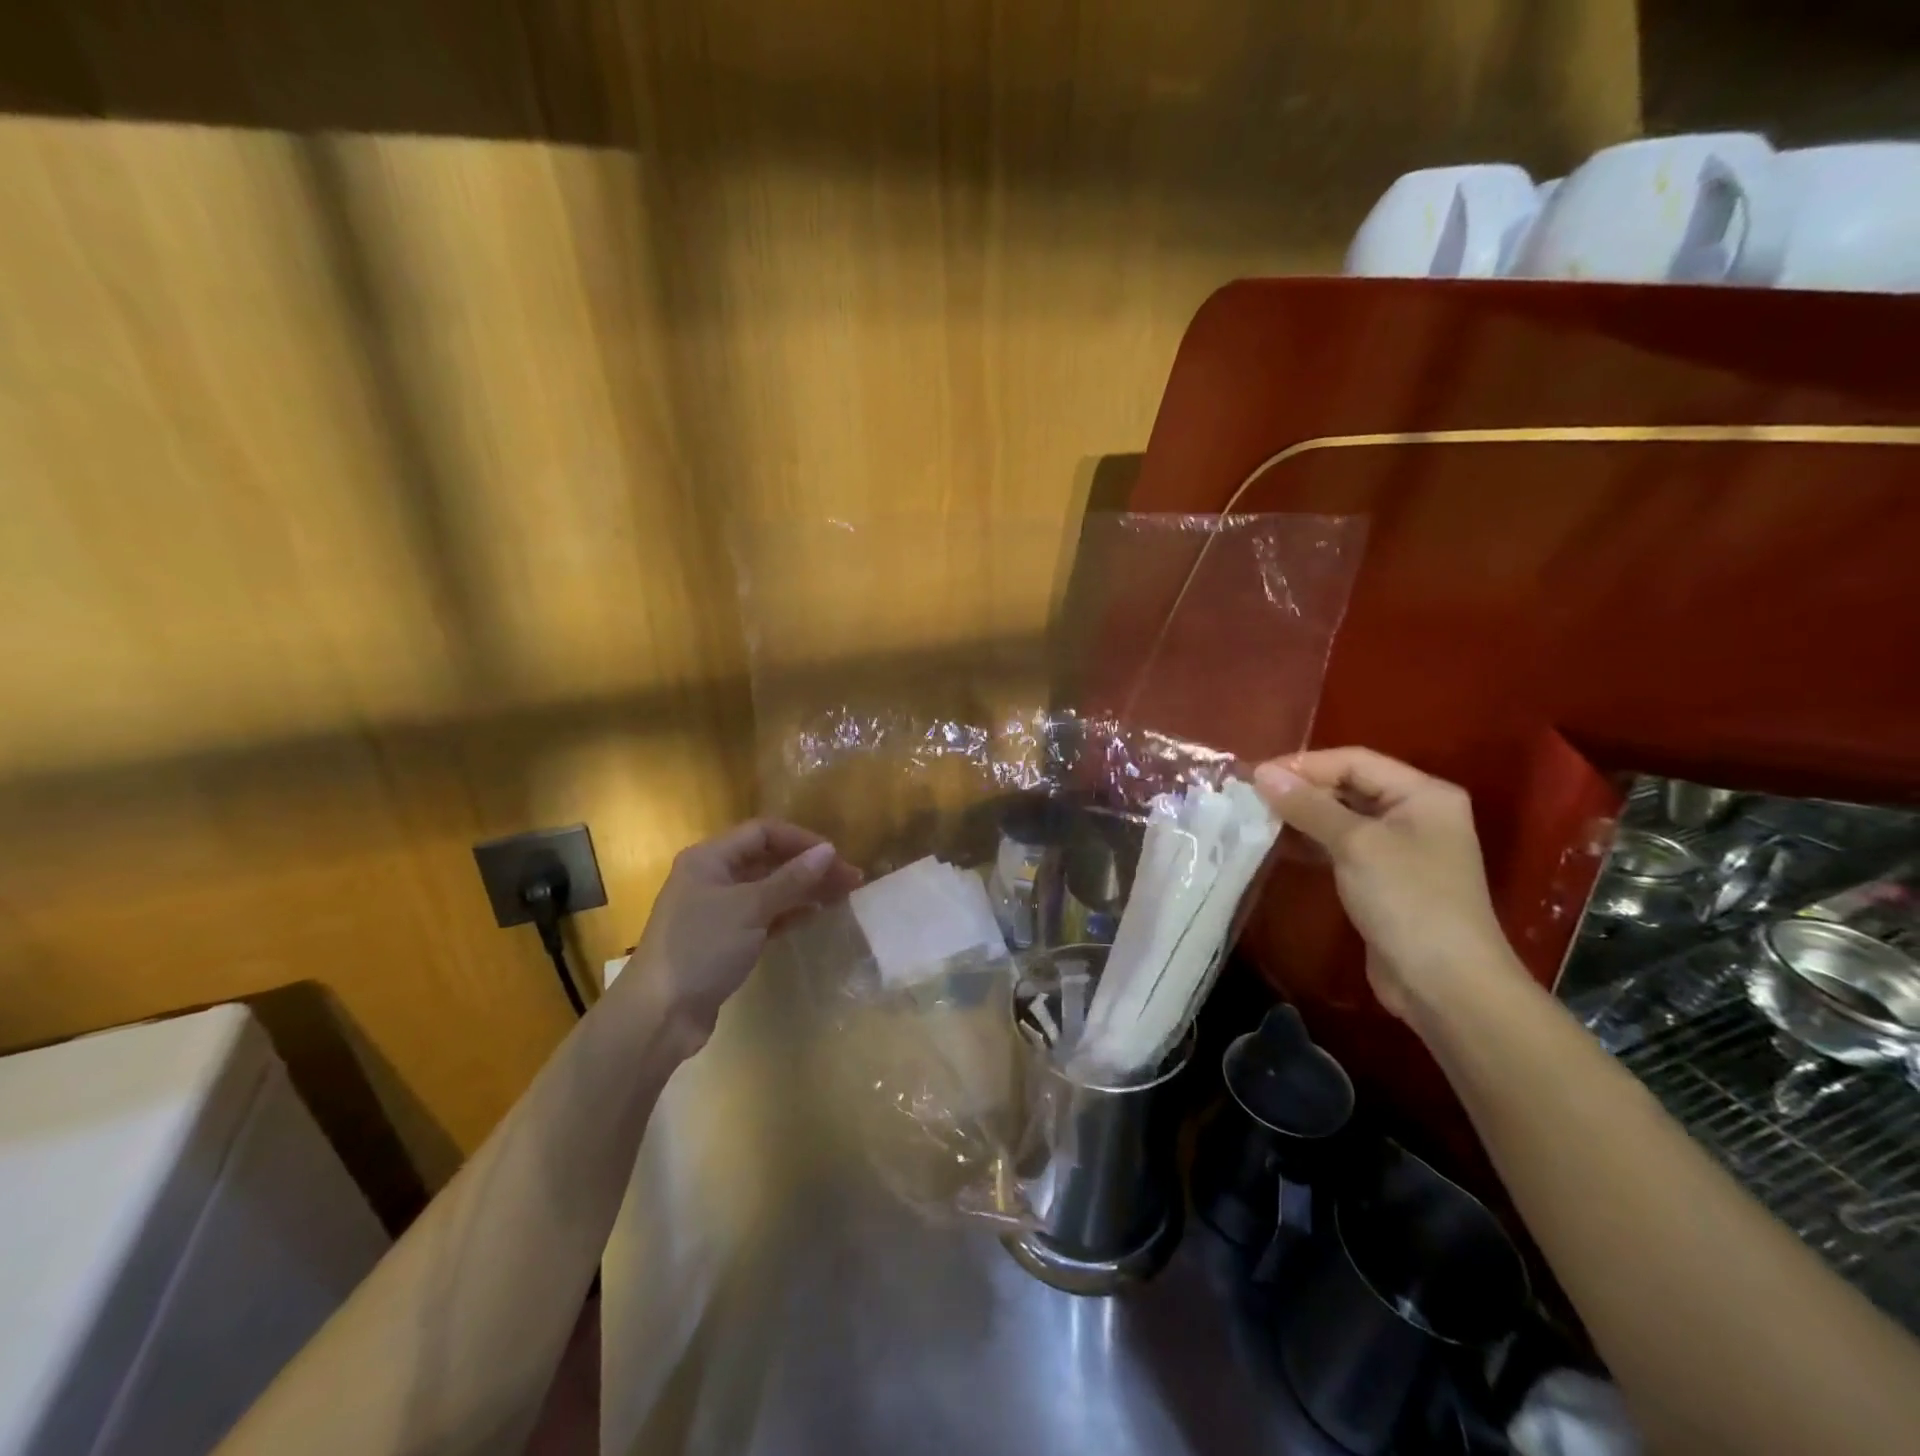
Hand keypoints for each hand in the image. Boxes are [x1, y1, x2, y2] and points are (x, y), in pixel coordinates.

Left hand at [623, 819, 860, 1037]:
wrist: (659, 1015)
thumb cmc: (702, 948)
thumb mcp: (750, 908)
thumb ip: (791, 879)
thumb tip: (829, 850)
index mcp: (709, 858)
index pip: (764, 833)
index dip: (802, 840)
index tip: (836, 857)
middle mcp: (712, 877)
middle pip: (767, 860)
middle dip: (808, 866)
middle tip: (850, 880)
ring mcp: (717, 910)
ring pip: (768, 889)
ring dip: (803, 889)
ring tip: (841, 896)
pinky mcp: (724, 939)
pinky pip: (763, 915)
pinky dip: (788, 912)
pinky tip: (814, 915)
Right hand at [1253, 748, 1521, 1022]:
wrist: (1446, 985)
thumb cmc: (1408, 901)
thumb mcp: (1355, 844)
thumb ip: (1308, 805)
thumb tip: (1261, 773)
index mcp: (1423, 794)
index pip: (1354, 761)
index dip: (1304, 765)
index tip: (1255, 776)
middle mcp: (1415, 813)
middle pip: (1349, 785)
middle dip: (1301, 789)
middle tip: (1251, 798)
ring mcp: (1401, 848)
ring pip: (1342, 816)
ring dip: (1302, 816)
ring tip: (1257, 818)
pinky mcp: (1384, 878)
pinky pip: (1342, 846)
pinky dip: (1312, 841)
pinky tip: (1280, 845)